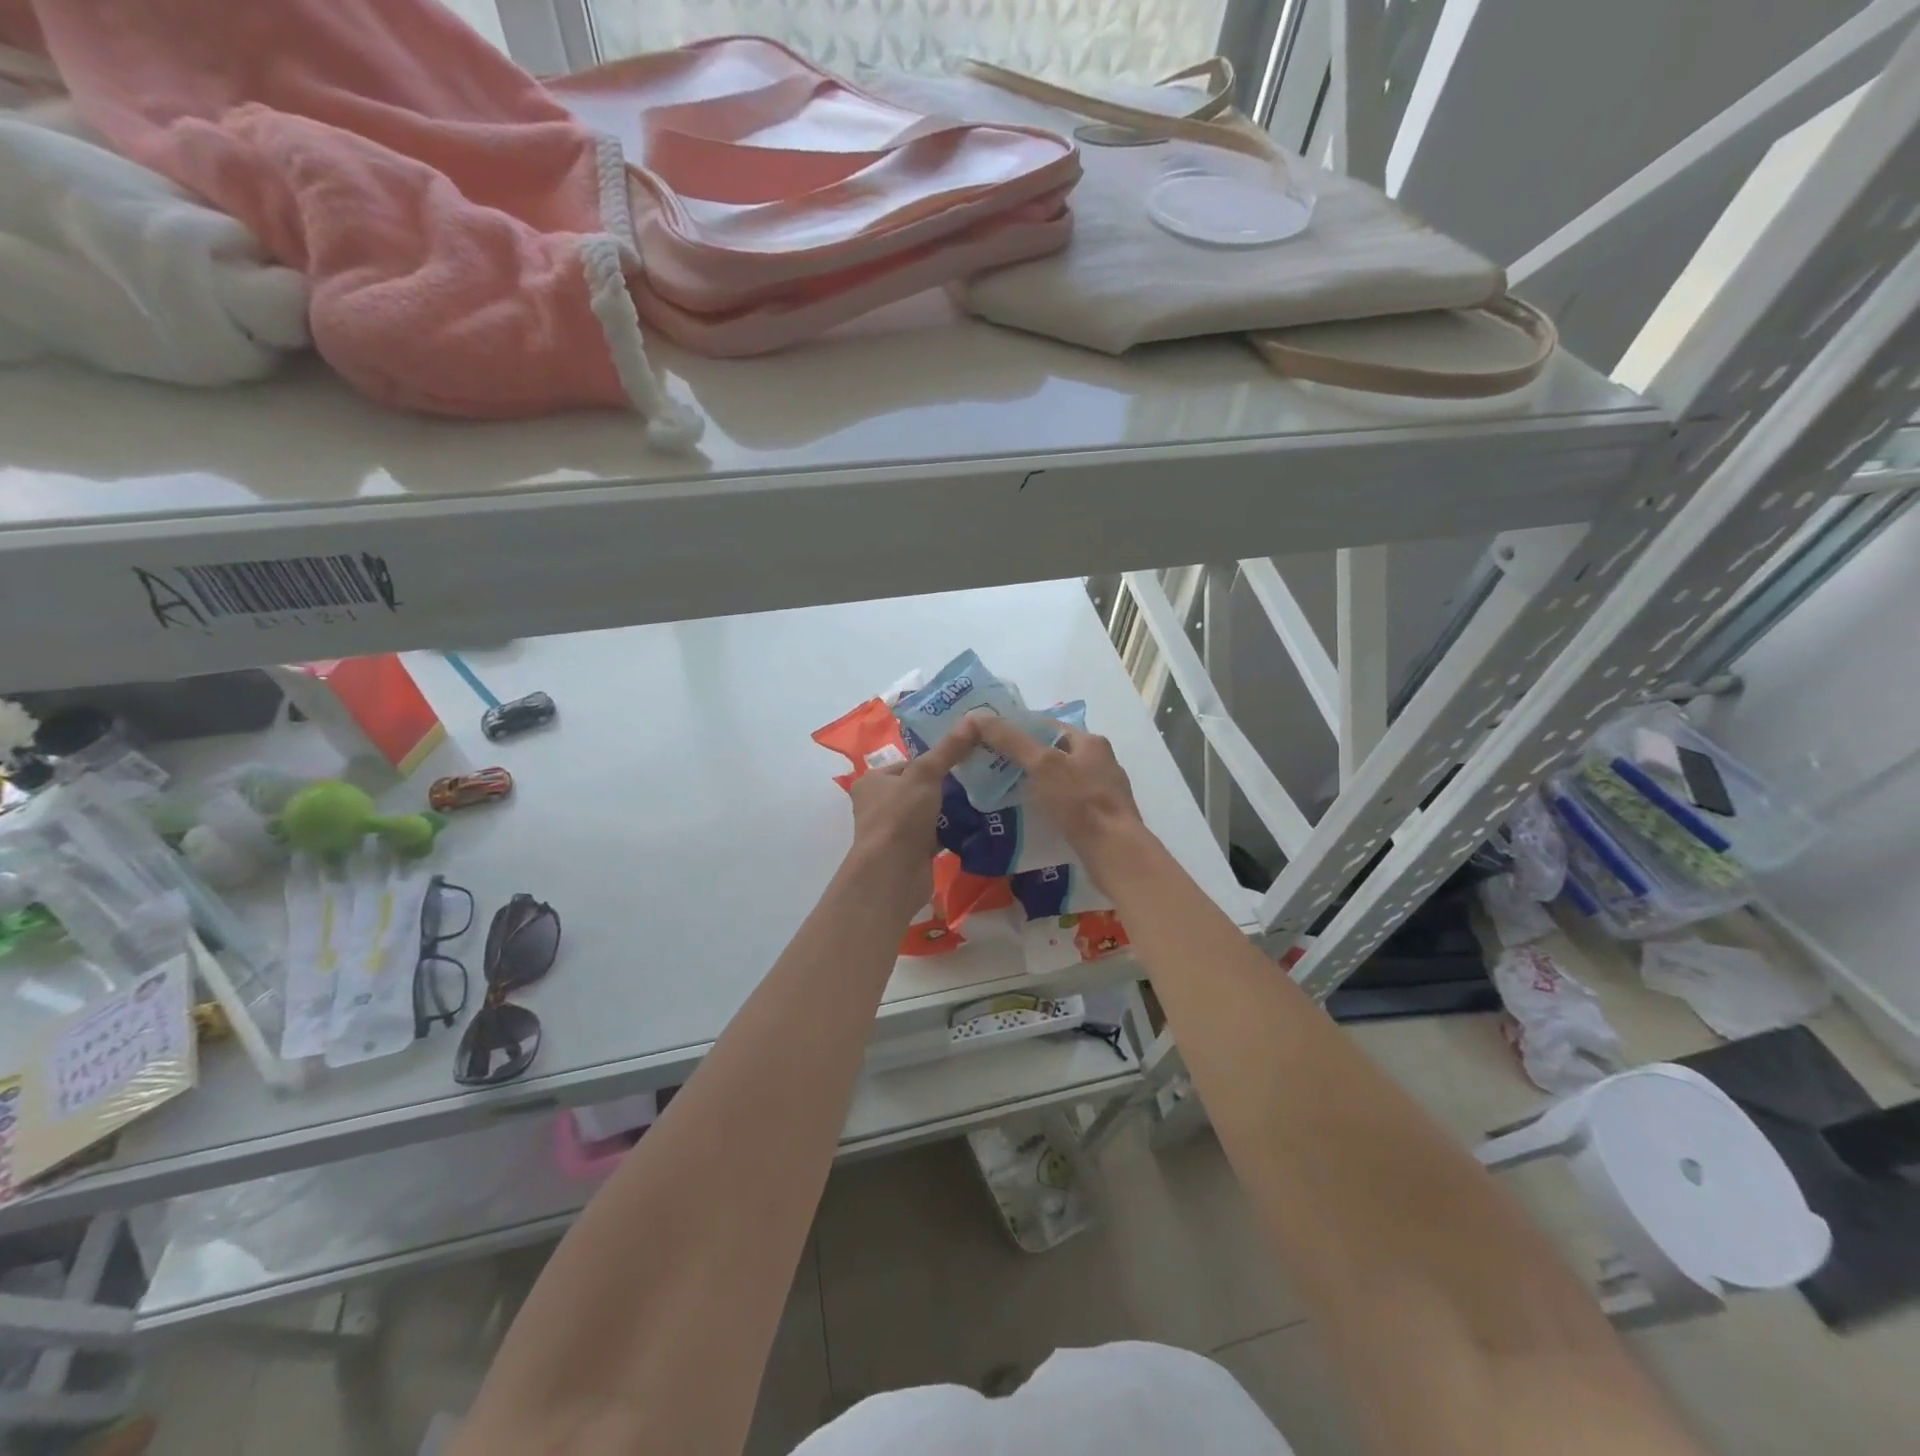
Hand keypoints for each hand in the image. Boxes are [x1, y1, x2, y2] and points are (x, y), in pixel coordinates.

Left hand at [845, 721, 979, 906]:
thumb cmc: (900, 817)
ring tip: (983, 797)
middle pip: (920, 788)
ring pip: (929, 813)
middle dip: (947, 785)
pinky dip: (952, 831)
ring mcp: (894, 831)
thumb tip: (975, 717)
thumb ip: (949, 749)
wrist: (893, 874)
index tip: (965, 757)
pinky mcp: (910, 853)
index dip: (934, 760)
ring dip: (951, 809)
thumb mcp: (925, 774)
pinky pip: (936, 835)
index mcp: (872, 782)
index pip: (908, 763)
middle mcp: (879, 805)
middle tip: (979, 776)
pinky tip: (976, 824)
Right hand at [970, 715, 1149, 885]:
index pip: (1048, 726)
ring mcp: (1105, 789)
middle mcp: (1102, 760)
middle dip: (1027, 759)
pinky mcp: (1103, 816)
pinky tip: (1036, 815)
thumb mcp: (1041, 765)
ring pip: (1062, 779)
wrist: (1114, 850)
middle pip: (1056, 752)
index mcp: (1090, 741)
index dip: (1019, 730)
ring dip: (1039, 783)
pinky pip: (1070, 802)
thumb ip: (1011, 740)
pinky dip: (1051, 804)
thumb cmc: (1078, 801)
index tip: (992, 741)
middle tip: (995, 768)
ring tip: (1010, 793)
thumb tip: (979, 716)